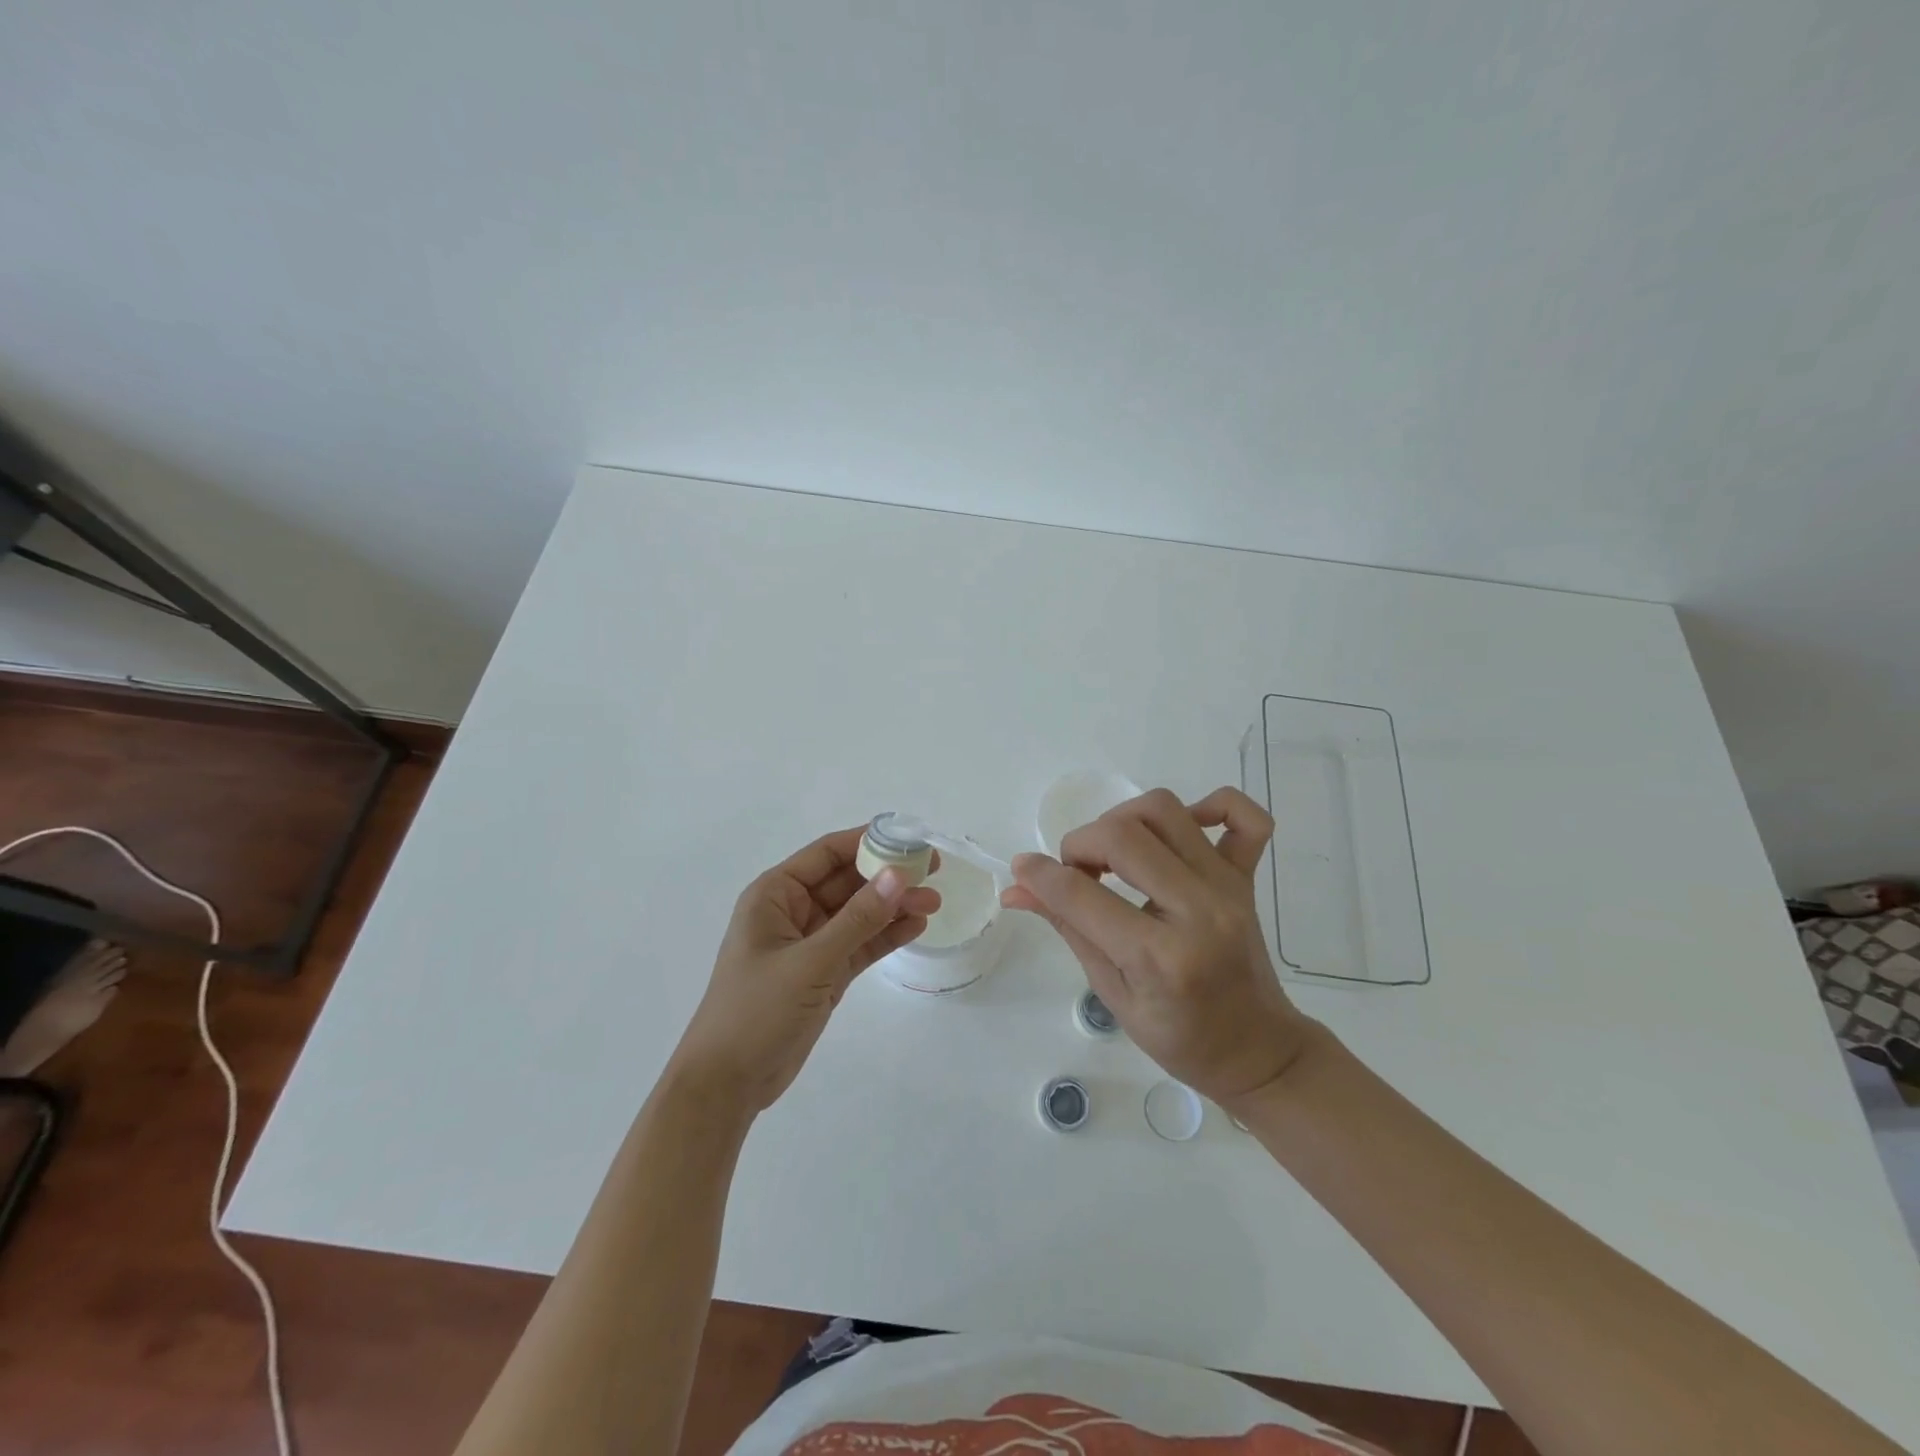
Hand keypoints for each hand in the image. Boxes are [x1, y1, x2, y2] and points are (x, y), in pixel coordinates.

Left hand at [669, 827, 940, 1112]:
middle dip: (888, 876)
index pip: (827, 854)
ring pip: (858, 914)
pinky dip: (885, 935)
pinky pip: (859, 944)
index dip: (867, 842)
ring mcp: (810, 944)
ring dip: (893, 906)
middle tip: (933, 870)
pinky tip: (916, 927)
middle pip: (847, 881)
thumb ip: (857, 919)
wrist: (727, 1083)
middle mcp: (792, 911)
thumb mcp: (810, 961)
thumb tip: (898, 875)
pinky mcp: (823, 973)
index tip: (909, 839)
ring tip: (934, 901)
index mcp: (775, 895)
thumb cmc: (756, 1011)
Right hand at [1001, 786, 1319, 1104]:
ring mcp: (1228, 888)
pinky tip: (1183, 826)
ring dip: (1124, 820)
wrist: (1255, 1049)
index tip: (1022, 868)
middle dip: (1080, 844)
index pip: (1083, 895)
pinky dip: (1211, 805)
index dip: (1040, 875)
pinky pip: (1244, 817)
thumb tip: (1016, 889)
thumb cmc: (1179, 1036)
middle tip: (1077, 873)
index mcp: (1160, 958)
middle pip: (1123, 836)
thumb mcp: (1112, 993)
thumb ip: (1068, 928)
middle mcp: (1198, 910)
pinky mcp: (1247, 877)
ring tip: (1114, 852)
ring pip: (1166, 810)